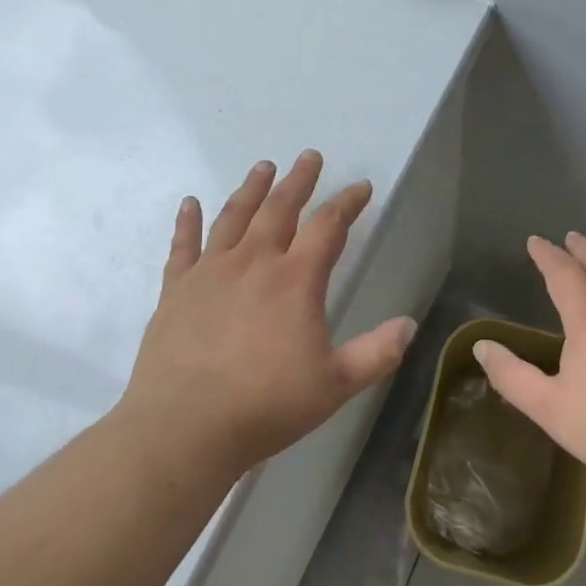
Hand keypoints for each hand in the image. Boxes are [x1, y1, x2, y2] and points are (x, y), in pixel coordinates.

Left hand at [118, 150, 417, 479]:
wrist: (184, 428)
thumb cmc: (266, 406)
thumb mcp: (335, 385)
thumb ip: (376, 353)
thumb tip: (409, 325)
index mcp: (295, 280)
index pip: (328, 227)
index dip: (348, 203)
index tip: (362, 186)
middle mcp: (254, 263)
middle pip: (279, 208)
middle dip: (298, 180)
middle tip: (309, 157)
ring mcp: (210, 272)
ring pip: (234, 217)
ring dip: (251, 189)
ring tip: (263, 167)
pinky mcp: (176, 289)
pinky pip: (183, 246)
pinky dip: (187, 222)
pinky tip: (190, 202)